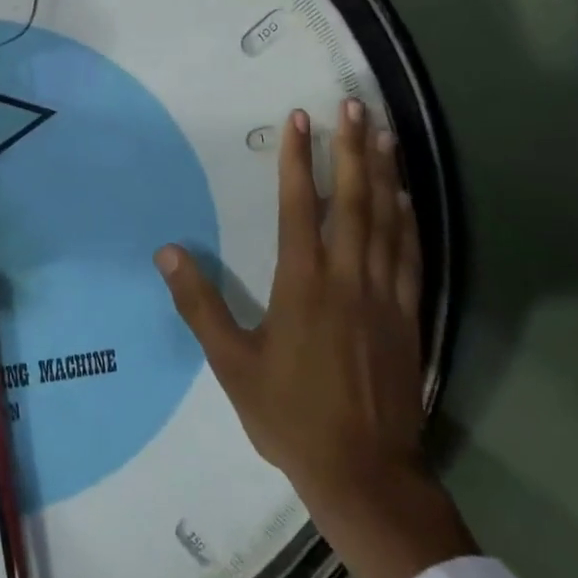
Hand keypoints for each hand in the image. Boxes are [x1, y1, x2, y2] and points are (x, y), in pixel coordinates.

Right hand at [156, 100, 473, 577]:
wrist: (364, 472)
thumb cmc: (289, 415)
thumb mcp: (231, 363)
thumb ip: (200, 305)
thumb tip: (167, 254)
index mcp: (303, 286)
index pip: (299, 208)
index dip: (297, 161)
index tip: (297, 120)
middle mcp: (348, 279)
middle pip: (353, 201)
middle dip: (351, 149)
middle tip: (351, 105)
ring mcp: (385, 296)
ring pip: (388, 221)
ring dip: (384, 172)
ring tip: (382, 132)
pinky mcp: (409, 316)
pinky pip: (411, 255)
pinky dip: (408, 219)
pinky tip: (406, 196)